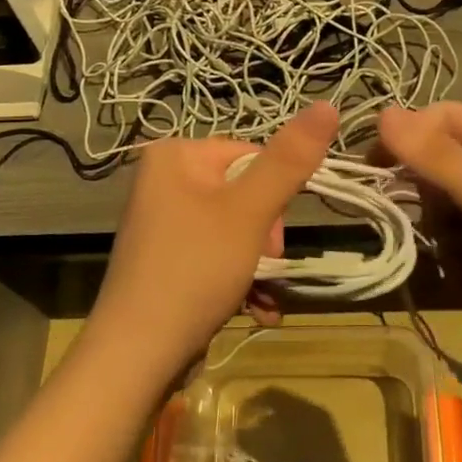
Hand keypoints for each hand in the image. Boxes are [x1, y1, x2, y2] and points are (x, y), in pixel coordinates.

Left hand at [88, 102, 338, 380]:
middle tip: (264, 268)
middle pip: (244, 194)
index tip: (274, 239)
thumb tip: (326, 104)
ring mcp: (163, 222)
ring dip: (259, 264)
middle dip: (265, 236)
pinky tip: (254, 310)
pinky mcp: (167, 259)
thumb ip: (289, 160)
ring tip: (260, 297)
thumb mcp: (249, 212)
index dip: (274, 196)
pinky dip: (239, 279)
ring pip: (236, 229)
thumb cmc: (193, 271)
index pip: (251, 155)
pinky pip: (216, 254)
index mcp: (175, 155)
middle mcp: (164, 180)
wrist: (135, 357)